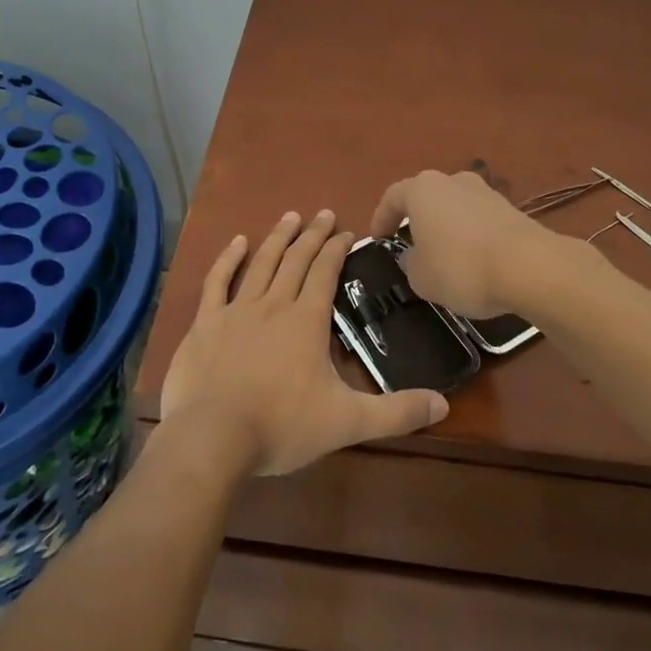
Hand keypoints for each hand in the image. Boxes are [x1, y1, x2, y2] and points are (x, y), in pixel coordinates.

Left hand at [160, 210, 449, 475]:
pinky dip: (228, 259)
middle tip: (324, 213)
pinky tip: (237, 242)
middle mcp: (274, 304)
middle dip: (312, 235)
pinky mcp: (206, 322)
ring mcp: (236, 310)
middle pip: (296, 260)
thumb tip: (443, 404)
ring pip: (262, 263)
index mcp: (306, 320)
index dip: (337, 249)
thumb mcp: (347, 422)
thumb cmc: (282, 426)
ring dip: (278, 238)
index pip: (326, 273)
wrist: (213, 437)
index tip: (347, 232)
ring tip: (290, 217)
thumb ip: (396, 413)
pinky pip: (218, 281)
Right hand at [370, 169, 572, 317]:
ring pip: (454, 208)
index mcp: (423, 189)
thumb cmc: (461, 267)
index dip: (381, 218)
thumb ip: (410, 263)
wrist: (529, 266)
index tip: (377, 239)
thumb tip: (414, 255)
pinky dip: (470, 236)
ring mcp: (485, 192)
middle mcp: (452, 181)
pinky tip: (474, 261)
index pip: (393, 197)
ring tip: (444, 257)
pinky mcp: (510, 209)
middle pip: (426, 198)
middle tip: (410, 245)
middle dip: (416, 221)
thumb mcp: (421, 277)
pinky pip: (478, 220)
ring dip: (445, 228)